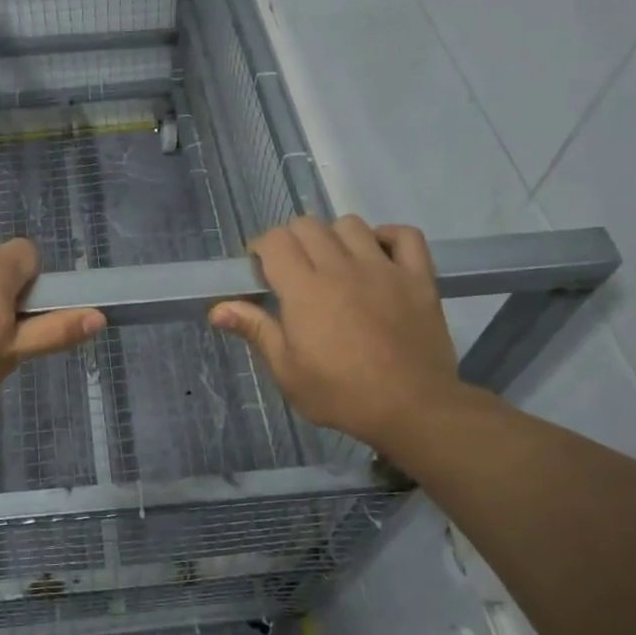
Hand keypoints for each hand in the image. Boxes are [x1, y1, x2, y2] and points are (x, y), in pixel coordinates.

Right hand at [209, 216, 466, 452]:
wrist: (413, 409)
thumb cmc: (342, 395)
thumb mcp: (287, 372)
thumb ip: (256, 330)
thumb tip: (217, 309)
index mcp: (304, 290)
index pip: (275, 241)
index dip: (261, 248)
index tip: (260, 271)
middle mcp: (341, 268)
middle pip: (308, 225)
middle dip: (291, 240)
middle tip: (292, 270)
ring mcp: (383, 268)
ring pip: (351, 224)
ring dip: (334, 237)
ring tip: (333, 264)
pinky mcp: (418, 277)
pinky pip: (404, 235)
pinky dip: (387, 237)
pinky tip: (376, 255)